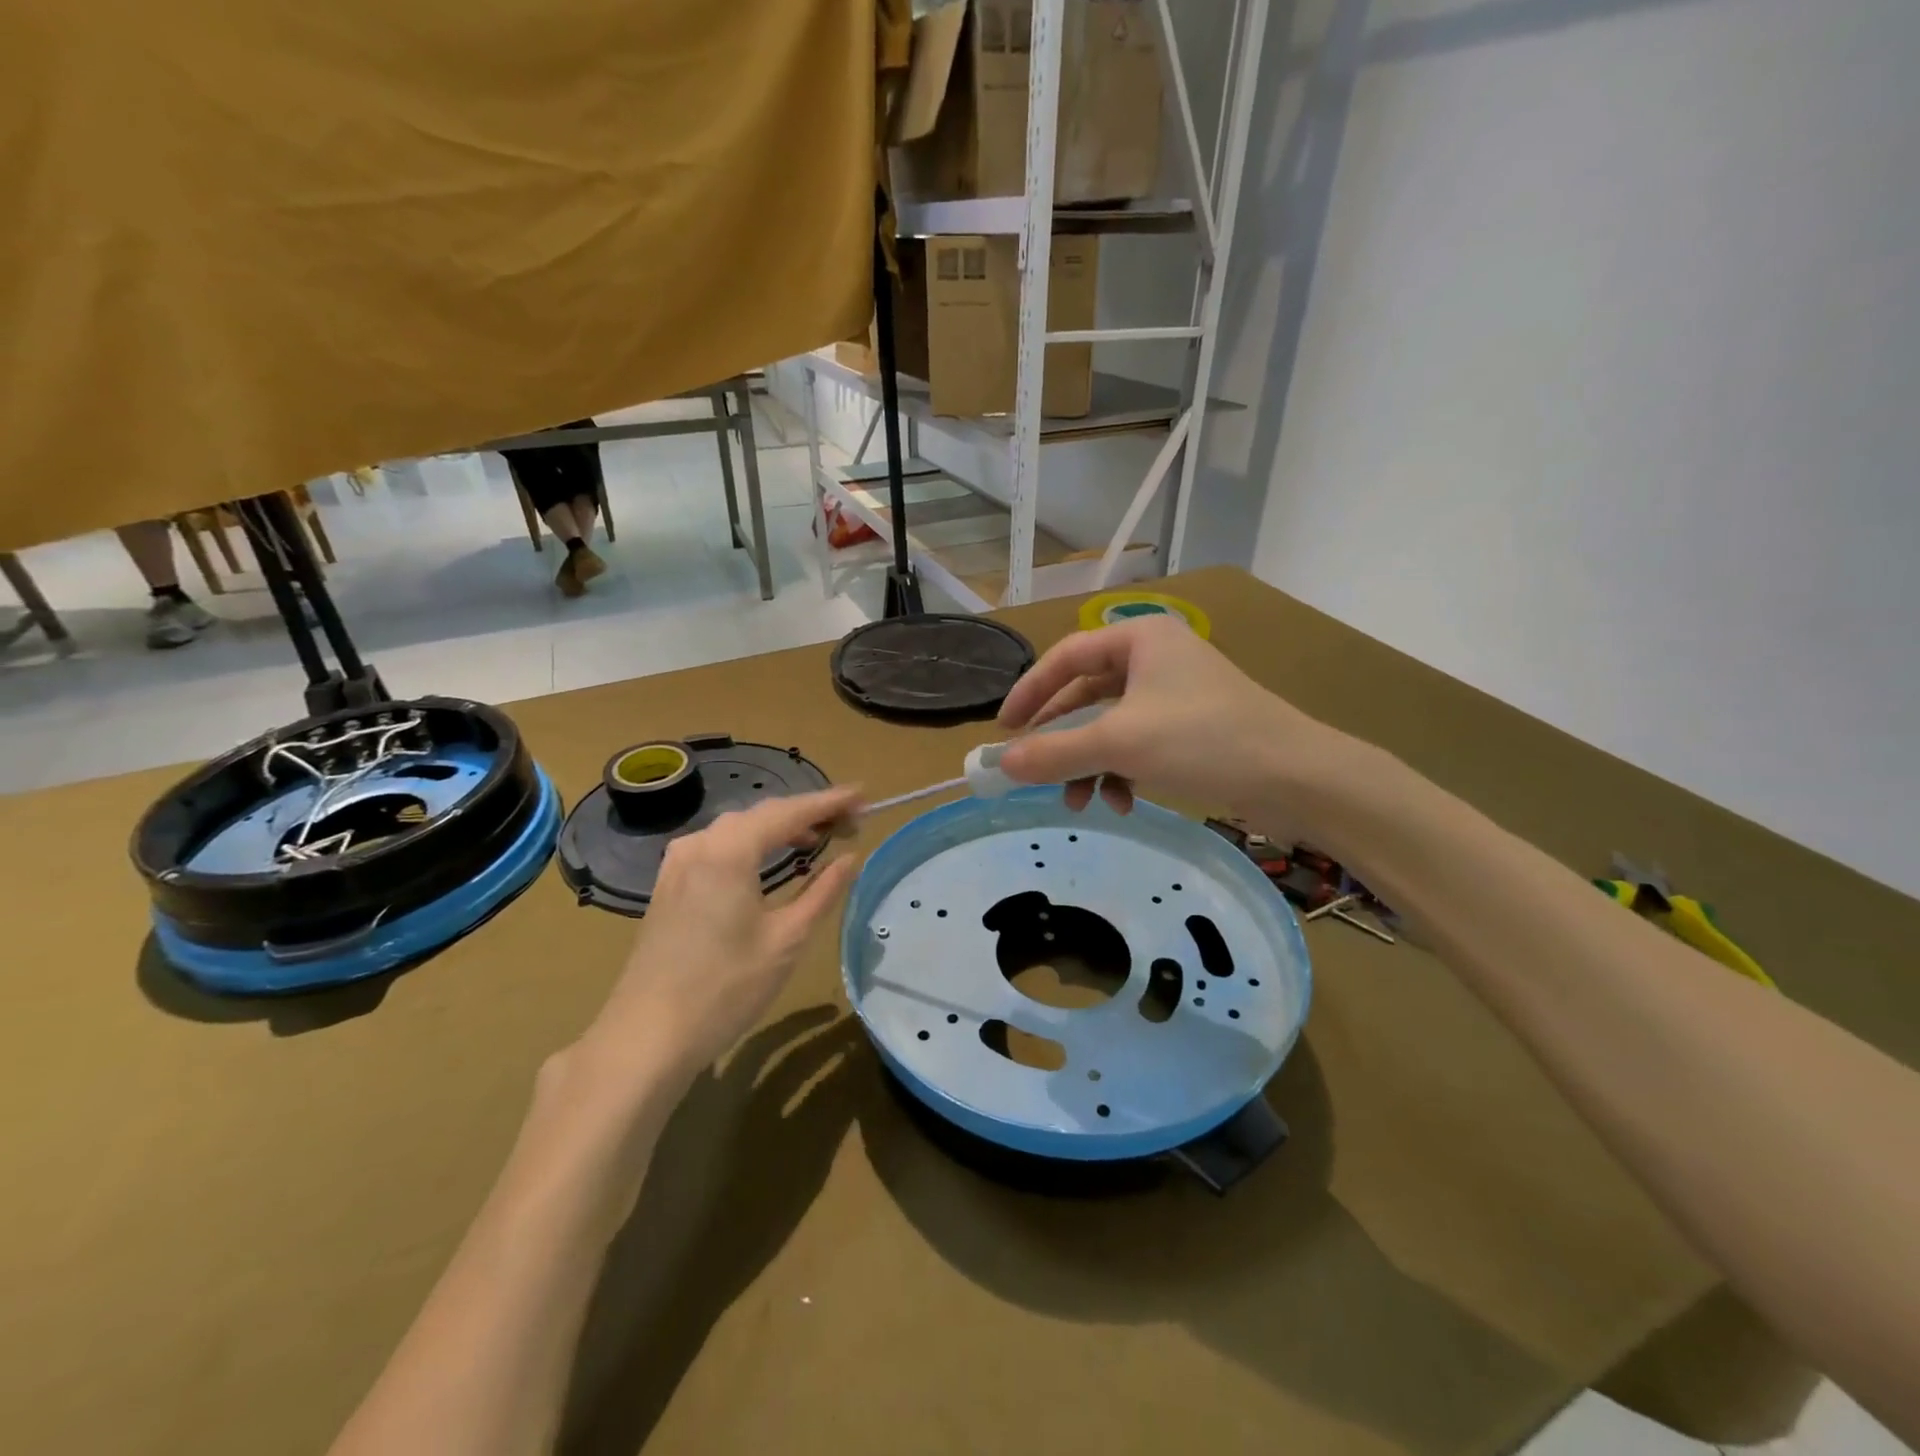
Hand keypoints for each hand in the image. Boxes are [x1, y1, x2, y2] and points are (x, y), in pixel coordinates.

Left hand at [576, 787, 861, 1092]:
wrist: (647, 1036)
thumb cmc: (725, 988)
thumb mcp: (787, 939)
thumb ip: (823, 891)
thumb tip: (850, 858)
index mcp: (729, 851)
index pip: (789, 812)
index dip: (829, 802)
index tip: (863, 796)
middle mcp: (700, 844)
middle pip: (763, 813)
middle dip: (808, 813)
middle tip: (849, 821)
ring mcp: (678, 863)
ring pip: (739, 828)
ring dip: (780, 827)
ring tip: (818, 838)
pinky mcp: (669, 883)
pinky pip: (719, 846)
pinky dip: (752, 844)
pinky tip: (770, 861)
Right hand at [995, 617, 1362, 818]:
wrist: (1298, 779)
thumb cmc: (1203, 741)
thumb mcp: (1119, 744)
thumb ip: (1055, 752)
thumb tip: (1001, 765)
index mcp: (1139, 638)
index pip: (1065, 657)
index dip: (1029, 693)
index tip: (1004, 731)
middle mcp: (1156, 657)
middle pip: (1086, 695)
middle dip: (1062, 740)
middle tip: (1035, 773)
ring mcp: (1177, 693)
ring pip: (1111, 725)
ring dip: (1090, 763)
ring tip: (1080, 803)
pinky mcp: (1192, 727)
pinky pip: (1138, 743)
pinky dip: (1121, 771)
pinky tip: (1121, 803)